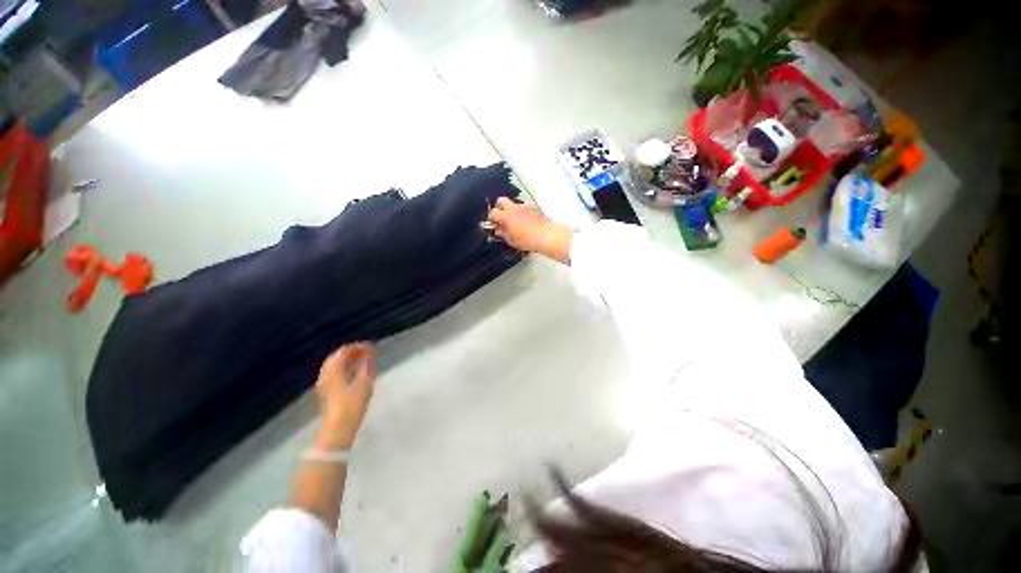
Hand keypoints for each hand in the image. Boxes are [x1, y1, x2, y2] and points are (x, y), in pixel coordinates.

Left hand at [314, 343, 375, 448]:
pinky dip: (344, 368)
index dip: (358, 346)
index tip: (371, 346)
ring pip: (334, 365)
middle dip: (351, 352)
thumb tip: (369, 352)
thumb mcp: (364, 382)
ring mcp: (324, 383)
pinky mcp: (326, 392)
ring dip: (347, 360)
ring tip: (362, 361)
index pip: (344, 351)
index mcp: (334, 369)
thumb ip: (367, 365)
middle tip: (367, 352)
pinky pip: (334, 373)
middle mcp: (326, 374)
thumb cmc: (352, 404)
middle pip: (337, 357)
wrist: (338, 429)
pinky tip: (354, 373)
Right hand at [487, 198, 573, 263]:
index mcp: (505, 216)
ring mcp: (523, 206)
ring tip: (516, 222)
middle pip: (501, 200)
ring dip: (512, 210)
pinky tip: (526, 222)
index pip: (493, 212)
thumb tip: (499, 230)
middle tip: (502, 217)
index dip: (492, 218)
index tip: (494, 223)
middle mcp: (513, 208)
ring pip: (513, 204)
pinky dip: (523, 213)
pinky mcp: (532, 207)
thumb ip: (502, 233)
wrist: (544, 236)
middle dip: (499, 207)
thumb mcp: (510, 240)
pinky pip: (524, 208)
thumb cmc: (527, 240)